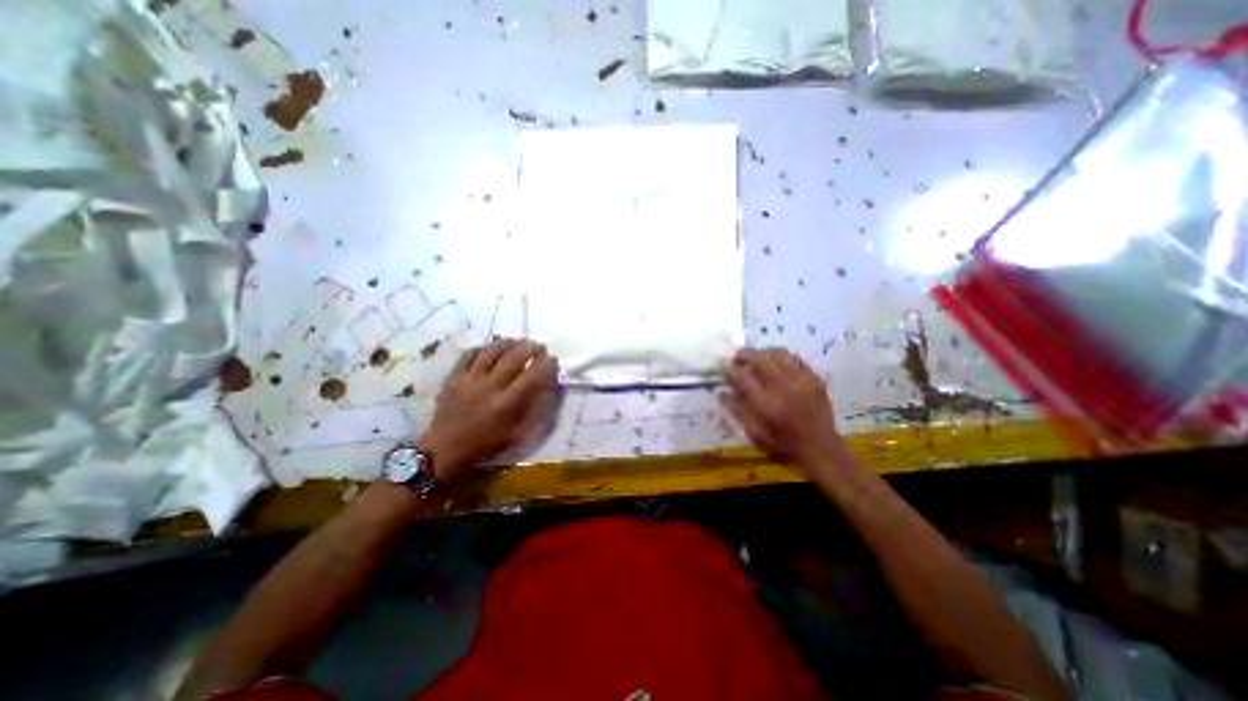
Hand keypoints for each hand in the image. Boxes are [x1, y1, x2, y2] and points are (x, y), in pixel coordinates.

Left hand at [418, 339, 555, 481]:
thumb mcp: (516, 435)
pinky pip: (470, 354)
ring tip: (518, 342)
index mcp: (506, 404)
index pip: (532, 376)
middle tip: (538, 346)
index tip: (551, 358)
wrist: (444, 450)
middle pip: (514, 357)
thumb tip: (546, 389)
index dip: (545, 364)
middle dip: (530, 348)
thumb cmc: (484, 445)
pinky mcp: (454, 377)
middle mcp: (489, 387)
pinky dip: (485, 348)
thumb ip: (533, 411)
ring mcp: (469, 380)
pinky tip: (493, 348)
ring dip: (509, 343)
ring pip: (492, 351)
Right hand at [722, 349, 848, 471]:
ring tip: (755, 357)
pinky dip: (781, 357)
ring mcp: (801, 381)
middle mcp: (783, 388)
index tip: (722, 363)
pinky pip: (795, 359)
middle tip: (736, 355)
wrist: (821, 450)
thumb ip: (737, 410)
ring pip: (778, 354)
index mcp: (766, 404)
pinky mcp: (814, 379)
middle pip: (760, 359)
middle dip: (745, 354)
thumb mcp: (754, 434)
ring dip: (763, 352)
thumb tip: (721, 392)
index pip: (742, 377)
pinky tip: (775, 362)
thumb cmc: (782, 445)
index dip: (729, 368)